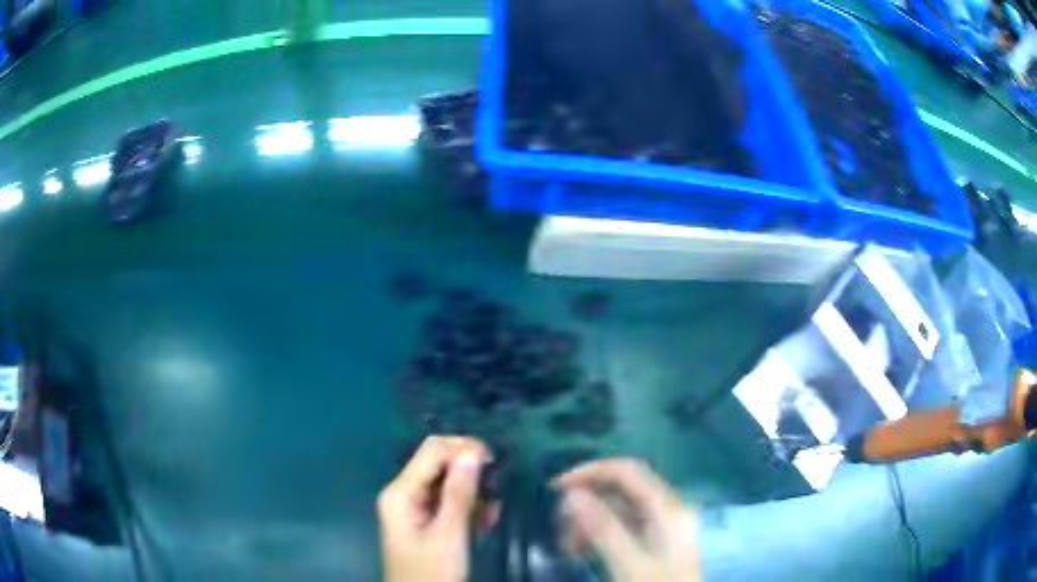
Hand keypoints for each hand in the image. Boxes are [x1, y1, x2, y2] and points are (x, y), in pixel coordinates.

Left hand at [378, 436, 497, 581]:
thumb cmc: (432, 573)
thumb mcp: (449, 535)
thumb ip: (459, 493)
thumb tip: (473, 451)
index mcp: (401, 492)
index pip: (432, 450)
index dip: (464, 448)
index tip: (495, 463)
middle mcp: (405, 493)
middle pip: (439, 463)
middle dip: (470, 468)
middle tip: (500, 483)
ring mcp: (415, 508)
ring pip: (448, 483)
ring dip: (474, 490)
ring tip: (495, 506)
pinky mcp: (427, 522)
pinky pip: (450, 502)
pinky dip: (470, 506)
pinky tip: (488, 517)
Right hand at [554, 459, 701, 581]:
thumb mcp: (630, 565)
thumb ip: (604, 529)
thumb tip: (572, 494)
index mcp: (668, 509)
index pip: (627, 472)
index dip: (591, 472)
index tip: (556, 488)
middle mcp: (666, 511)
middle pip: (620, 491)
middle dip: (586, 505)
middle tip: (559, 528)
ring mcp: (661, 528)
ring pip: (618, 511)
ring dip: (588, 523)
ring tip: (569, 548)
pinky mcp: (653, 543)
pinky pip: (621, 528)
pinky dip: (598, 536)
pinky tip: (582, 552)